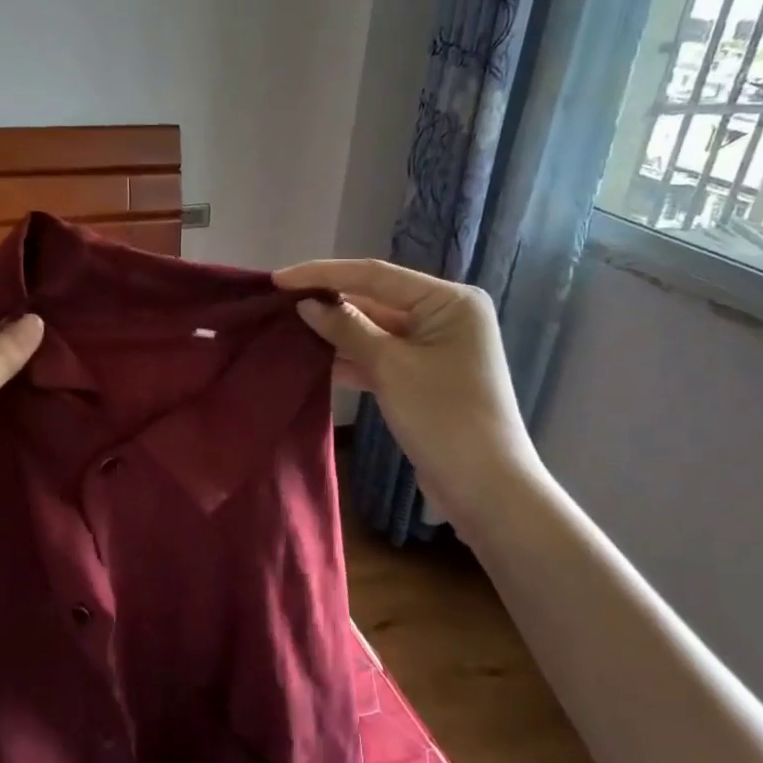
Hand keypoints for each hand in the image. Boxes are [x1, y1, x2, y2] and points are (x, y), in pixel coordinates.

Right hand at [273, 259, 546, 542]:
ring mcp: (432, 348)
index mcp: (449, 301)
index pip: (375, 275)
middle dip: (328, 303)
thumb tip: (306, 304)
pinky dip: (349, 358)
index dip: (323, 274)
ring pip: (373, 330)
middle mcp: (443, 317)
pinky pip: (378, 357)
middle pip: (375, 300)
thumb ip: (347, 329)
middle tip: (277, 304)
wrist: (484, 488)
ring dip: (335, 332)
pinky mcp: (420, 377)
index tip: (279, 279)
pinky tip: (313, 359)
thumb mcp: (390, 367)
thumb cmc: (444, 416)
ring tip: (286, 329)